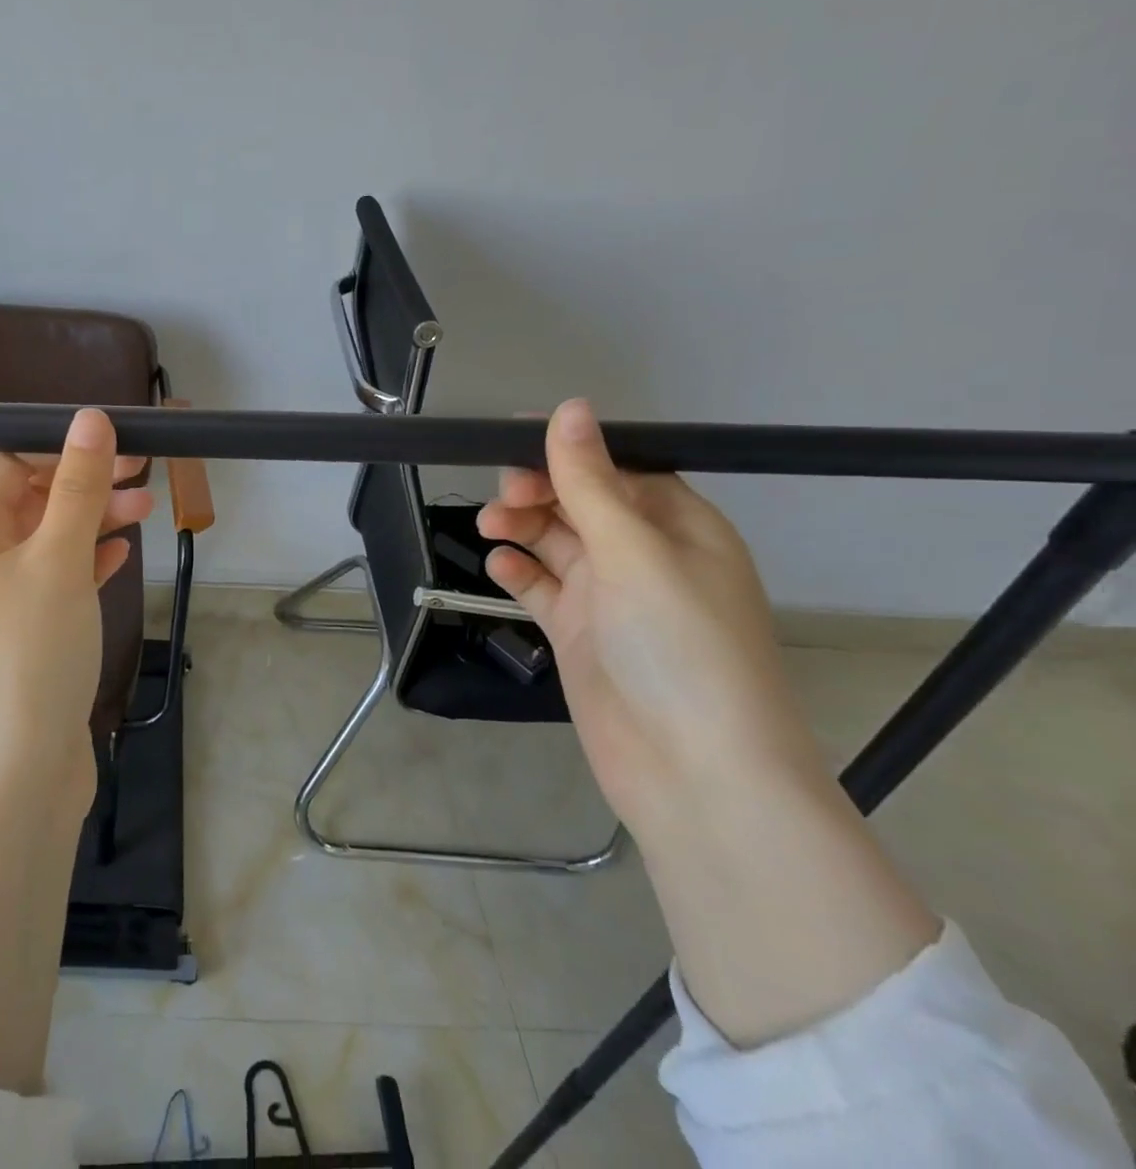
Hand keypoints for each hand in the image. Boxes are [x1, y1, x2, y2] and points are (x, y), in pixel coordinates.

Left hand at [0, 409, 152, 809]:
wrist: (7, 781)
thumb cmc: (27, 654)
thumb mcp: (58, 559)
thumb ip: (77, 488)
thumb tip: (89, 417)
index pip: (8, 464)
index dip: (59, 448)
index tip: (116, 445)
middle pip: (31, 500)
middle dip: (85, 482)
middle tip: (144, 473)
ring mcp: (0, 606)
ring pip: (49, 542)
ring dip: (93, 520)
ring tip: (146, 511)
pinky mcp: (26, 641)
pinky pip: (57, 583)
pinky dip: (88, 563)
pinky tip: (120, 557)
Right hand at [477, 398, 822, 828]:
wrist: (693, 773)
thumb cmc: (678, 645)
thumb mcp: (633, 551)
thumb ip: (590, 480)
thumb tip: (570, 408)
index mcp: (680, 528)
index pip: (619, 468)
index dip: (569, 450)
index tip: (512, 436)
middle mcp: (646, 557)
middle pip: (582, 503)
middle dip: (539, 491)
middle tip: (504, 495)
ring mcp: (611, 599)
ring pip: (557, 543)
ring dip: (522, 527)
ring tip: (489, 526)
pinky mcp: (581, 634)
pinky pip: (544, 588)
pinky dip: (520, 573)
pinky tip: (499, 566)